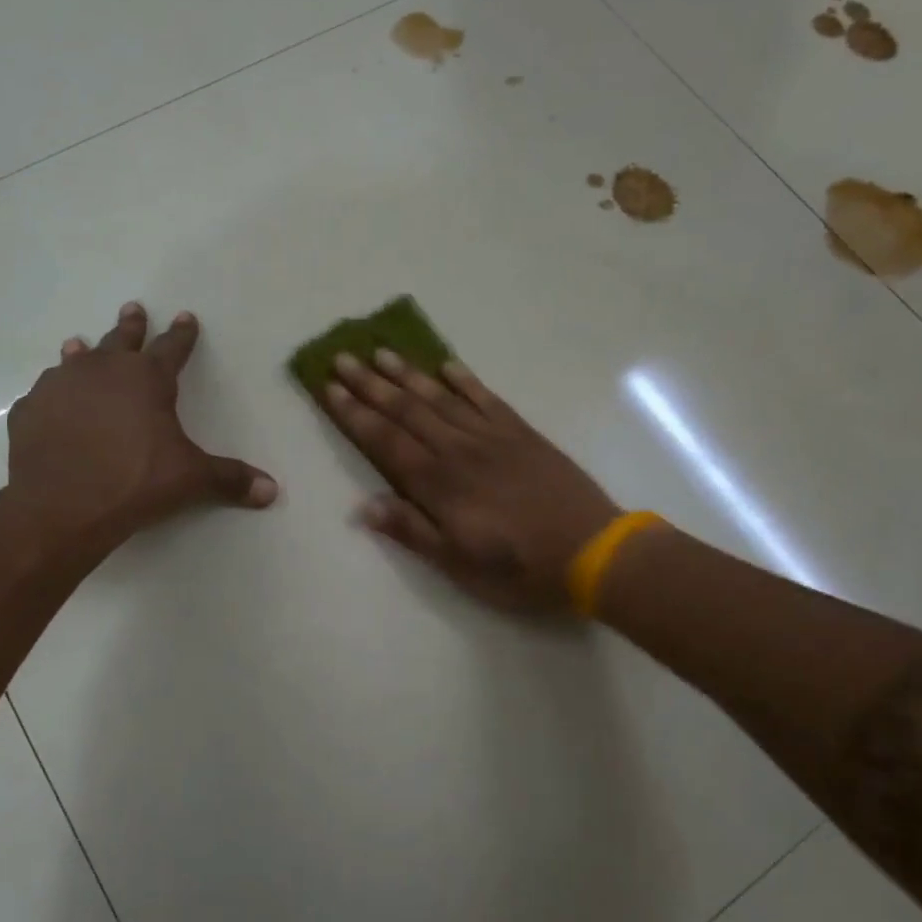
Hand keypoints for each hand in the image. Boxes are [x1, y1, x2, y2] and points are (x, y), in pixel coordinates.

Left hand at [4, 302, 275, 549]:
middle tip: (133, 308)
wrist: (61, 507)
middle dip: (131, 325)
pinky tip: (52, 403)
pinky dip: (53, 395)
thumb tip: (272, 491)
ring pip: (75, 360)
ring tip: (78, 344)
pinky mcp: (29, 411)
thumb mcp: (191, 479)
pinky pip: (44, 395)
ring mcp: (60, 387)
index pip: (172, 348)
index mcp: (147, 378)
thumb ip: (231, 480)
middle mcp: (102, 371)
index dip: (182, 334)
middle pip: (120, 340)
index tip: (186, 317)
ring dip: (82, 352)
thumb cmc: (136, 482)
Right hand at [324, 350, 620, 613]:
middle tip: (343, 358)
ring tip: (382, 353)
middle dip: (371, 384)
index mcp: (439, 484)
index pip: (386, 441)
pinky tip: (447, 366)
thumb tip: (363, 506)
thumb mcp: (459, 564)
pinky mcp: (522, 433)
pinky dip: (465, 381)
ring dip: (409, 375)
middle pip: (407, 410)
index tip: (329, 388)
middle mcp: (459, 450)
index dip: (355, 414)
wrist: (592, 550)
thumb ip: (412, 531)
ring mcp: (492, 437)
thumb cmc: (520, 567)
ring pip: (441, 398)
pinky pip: (486, 399)